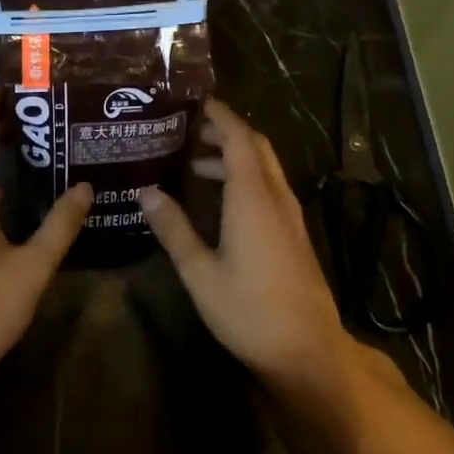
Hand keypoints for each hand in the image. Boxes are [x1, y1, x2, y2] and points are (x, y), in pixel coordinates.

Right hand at [137, 99, 354, 395]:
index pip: (239, 138)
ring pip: (264, 167)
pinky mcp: (294, 234)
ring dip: (234, 156)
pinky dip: (245, 177)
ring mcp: (290, 216)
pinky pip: (269, 187)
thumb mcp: (200, 272)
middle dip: (225, 131)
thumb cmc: (249, 311)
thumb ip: (174, 228)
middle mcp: (275, 197)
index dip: (219, 115)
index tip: (194, 101)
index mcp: (253, 198)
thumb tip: (145, 191)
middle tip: (189, 128)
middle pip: (256, 147)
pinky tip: (221, 200)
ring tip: (194, 163)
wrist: (308, 352)